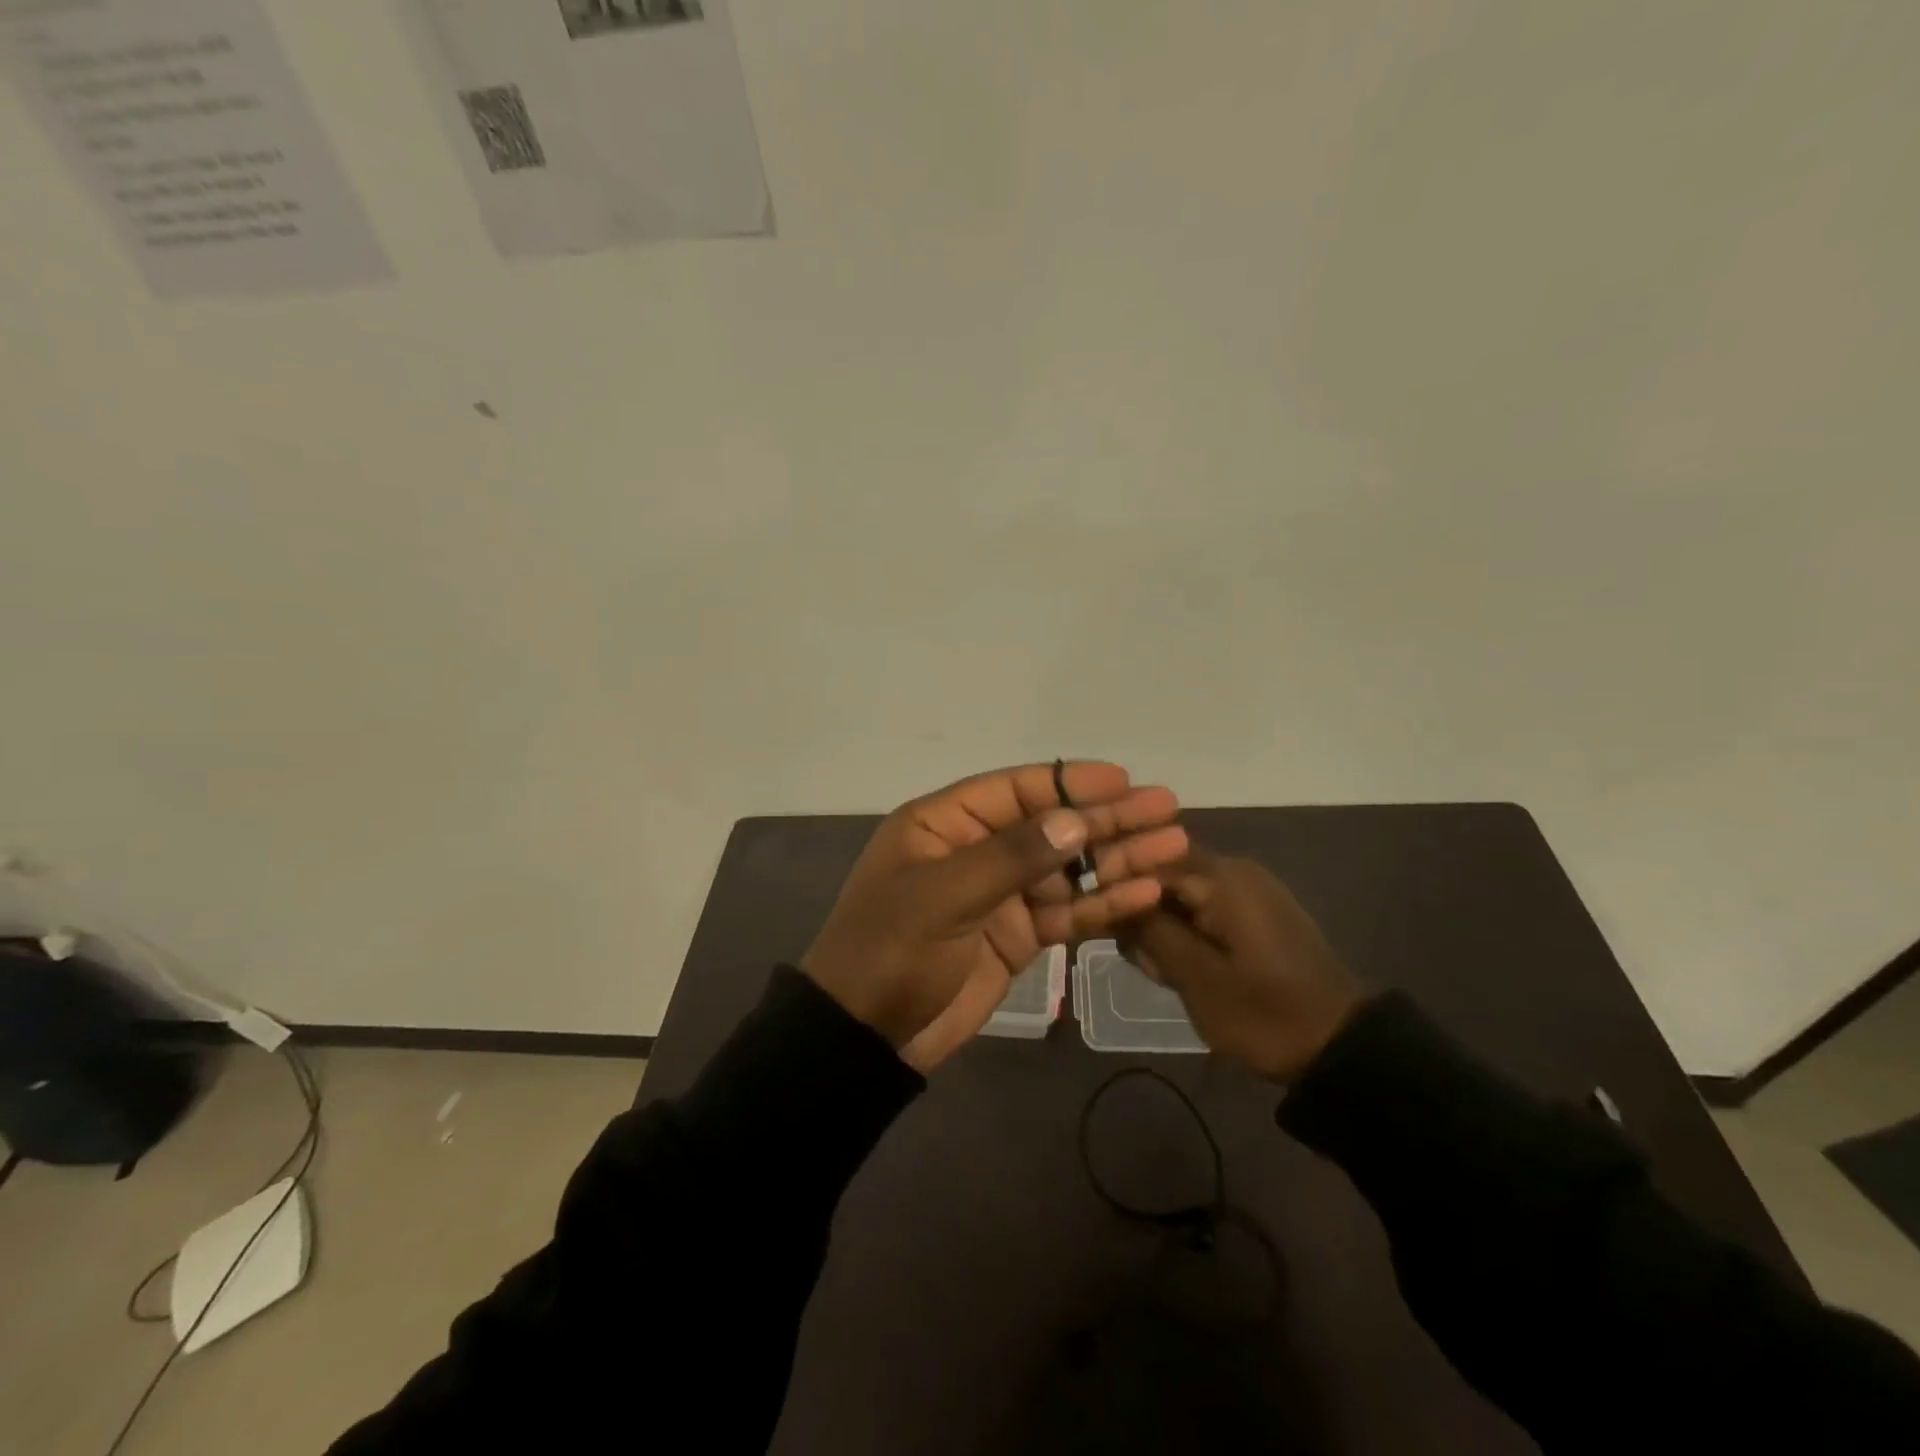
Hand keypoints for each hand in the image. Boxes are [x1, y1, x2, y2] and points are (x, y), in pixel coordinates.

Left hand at [802, 762, 1188, 1071]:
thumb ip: (1012, 857)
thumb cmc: (891, 951)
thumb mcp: (944, 895)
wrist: (867, 1036)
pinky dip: (1103, 904)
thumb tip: (1075, 822)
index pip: (1016, 791)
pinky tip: (1145, 891)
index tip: (1122, 780)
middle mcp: (976, 850)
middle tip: (1166, 808)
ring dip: (1117, 859)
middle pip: (1051, 827)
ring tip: (1173, 845)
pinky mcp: (1018, 937)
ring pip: (1067, 869)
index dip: (1069, 783)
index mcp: (945, 824)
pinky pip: (1067, 912)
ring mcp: (1000, 895)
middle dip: (1106, 819)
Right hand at [1126, 849, 1364, 1081]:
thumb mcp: (1196, 977)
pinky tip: (1185, 969)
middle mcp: (1233, 869)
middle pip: (1162, 875)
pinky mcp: (1256, 913)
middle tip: (1143, 962)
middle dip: (1142, 914)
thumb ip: (1149, 931)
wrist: (1341, 1047)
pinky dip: (1187, 933)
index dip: (1117, 889)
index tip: (1102, 925)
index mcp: (1220, 877)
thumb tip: (1112, 898)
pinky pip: (1204, 908)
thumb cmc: (1263, 1013)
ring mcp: (1248, 890)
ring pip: (1180, 895)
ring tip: (1165, 974)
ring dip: (1163, 928)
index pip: (1146, 860)